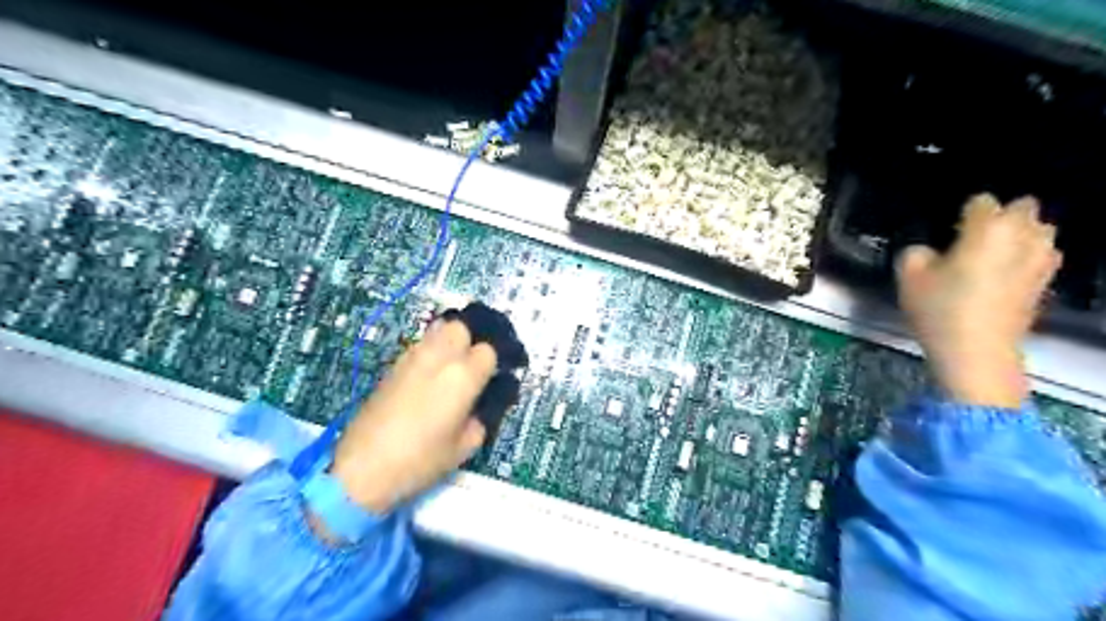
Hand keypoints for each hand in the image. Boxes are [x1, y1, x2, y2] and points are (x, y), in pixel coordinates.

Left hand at [331, 319, 499, 512]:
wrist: (362, 468)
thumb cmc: (420, 460)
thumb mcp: (464, 447)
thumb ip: (480, 419)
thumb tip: (479, 405)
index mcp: (462, 376)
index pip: (488, 351)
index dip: (493, 364)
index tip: (493, 379)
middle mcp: (439, 358)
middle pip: (461, 327)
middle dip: (470, 341)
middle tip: (471, 366)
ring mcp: (412, 358)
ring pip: (437, 330)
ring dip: (449, 342)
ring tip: (450, 366)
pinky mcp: (392, 366)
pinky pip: (419, 346)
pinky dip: (429, 352)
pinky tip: (428, 376)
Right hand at [898, 195, 1061, 406]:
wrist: (976, 352)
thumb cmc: (940, 310)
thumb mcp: (908, 277)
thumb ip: (916, 253)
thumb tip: (930, 251)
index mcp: (987, 229)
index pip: (981, 202)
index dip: (962, 213)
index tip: (948, 231)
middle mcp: (1022, 236)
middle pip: (1022, 209)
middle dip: (1000, 216)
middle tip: (972, 237)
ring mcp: (1041, 259)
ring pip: (1040, 230)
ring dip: (1019, 234)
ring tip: (991, 252)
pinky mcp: (1045, 282)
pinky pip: (1041, 255)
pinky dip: (1026, 256)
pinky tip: (1004, 273)